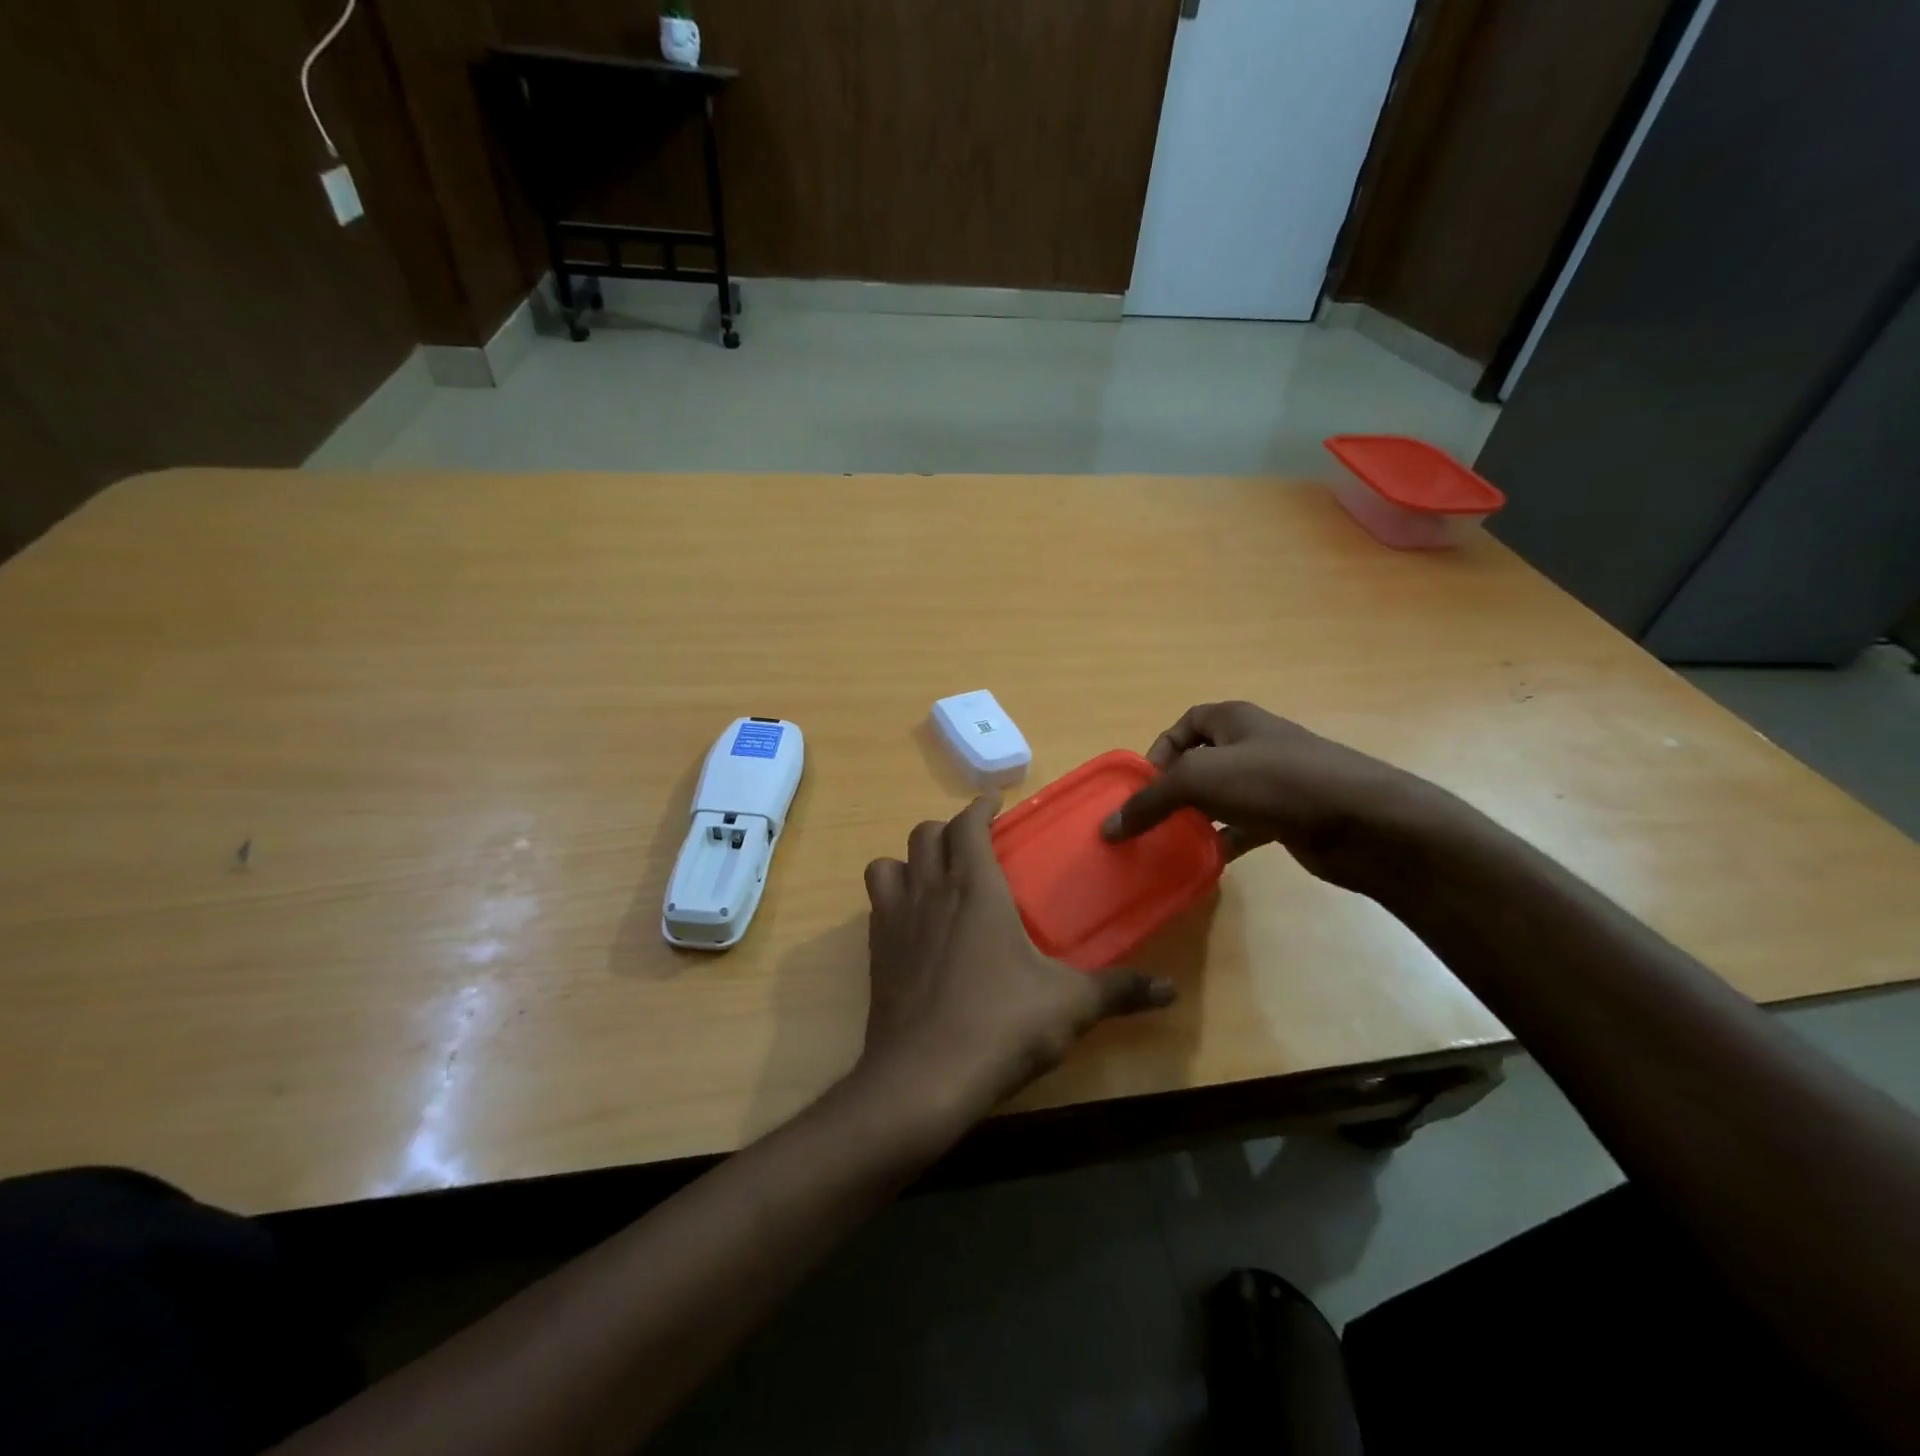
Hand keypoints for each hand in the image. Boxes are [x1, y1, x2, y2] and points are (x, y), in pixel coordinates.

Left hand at [857, 796, 1175, 1116]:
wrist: (923, 1079)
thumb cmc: (1001, 1025)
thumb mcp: (1070, 1006)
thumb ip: (1119, 990)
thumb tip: (1170, 990)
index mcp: (975, 888)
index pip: (967, 825)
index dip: (980, 807)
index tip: (993, 802)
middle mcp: (930, 891)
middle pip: (924, 834)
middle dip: (948, 829)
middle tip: (972, 843)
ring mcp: (895, 920)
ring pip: (889, 863)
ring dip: (911, 859)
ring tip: (934, 876)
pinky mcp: (874, 953)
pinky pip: (876, 903)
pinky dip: (892, 896)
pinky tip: (914, 924)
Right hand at [1101, 701, 1443, 890]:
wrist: (1362, 820)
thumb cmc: (1275, 782)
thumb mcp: (1199, 780)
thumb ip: (1150, 801)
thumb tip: (1109, 827)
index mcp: (1234, 720)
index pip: (1185, 725)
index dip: (1160, 751)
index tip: (1145, 786)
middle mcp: (1253, 744)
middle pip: (1201, 761)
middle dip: (1175, 788)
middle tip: (1153, 819)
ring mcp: (1274, 781)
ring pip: (1222, 796)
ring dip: (1197, 817)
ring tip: (1173, 843)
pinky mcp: (1289, 816)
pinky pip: (1244, 825)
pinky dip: (1224, 840)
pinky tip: (1208, 860)